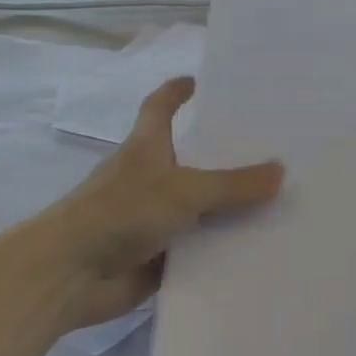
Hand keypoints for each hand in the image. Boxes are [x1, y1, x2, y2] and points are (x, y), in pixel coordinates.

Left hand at [40, 77, 282, 328]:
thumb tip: (280, 171)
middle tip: (276, 151)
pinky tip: (262, 250)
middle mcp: (150, 179)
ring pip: (200, 209)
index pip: (161, 108)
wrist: (71, 274)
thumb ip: (232, 184)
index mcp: (146, 148)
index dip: (178, 92)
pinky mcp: (159, 256)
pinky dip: (223, 249)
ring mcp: (154, 219)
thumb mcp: (183, 190)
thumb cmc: (120, 213)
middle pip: (192, 161)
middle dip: (226, 157)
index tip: (201, 82)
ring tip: (284, 202)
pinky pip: (199, 248)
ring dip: (232, 209)